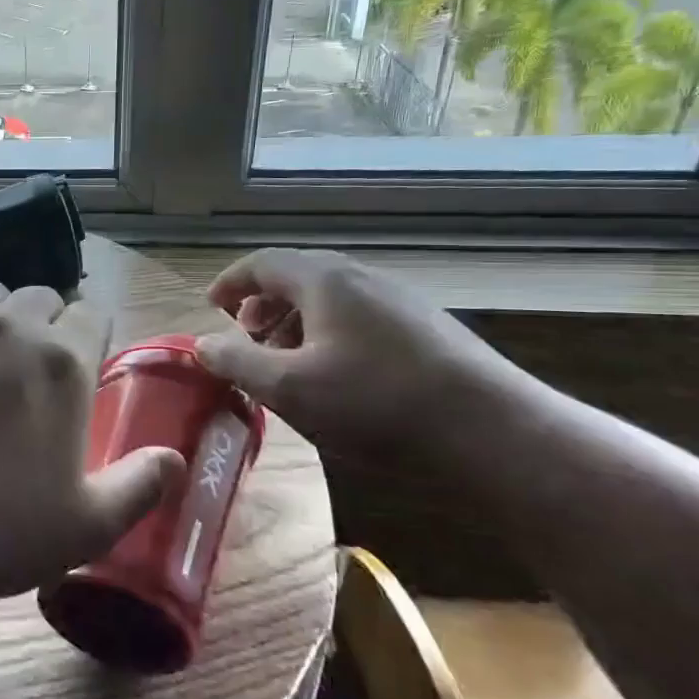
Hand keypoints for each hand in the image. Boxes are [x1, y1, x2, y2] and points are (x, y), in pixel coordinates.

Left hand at [0, 282, 183, 623]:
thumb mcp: (86, 526)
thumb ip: (141, 485)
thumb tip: (173, 457)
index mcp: (61, 360)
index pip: (91, 316)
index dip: (90, 342)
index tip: (80, 376)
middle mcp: (8, 326)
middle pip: (42, 298)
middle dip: (47, 327)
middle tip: (34, 377)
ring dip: (0, 318)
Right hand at [193, 249, 533, 471]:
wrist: (496, 435)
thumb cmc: (377, 404)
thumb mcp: (289, 388)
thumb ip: (236, 362)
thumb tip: (202, 344)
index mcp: (324, 280)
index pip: (262, 263)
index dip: (230, 282)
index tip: (211, 307)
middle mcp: (362, 278)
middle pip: (298, 277)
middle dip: (262, 305)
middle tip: (245, 338)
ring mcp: (400, 302)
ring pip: (331, 299)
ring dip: (295, 323)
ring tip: (285, 363)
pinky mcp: (427, 330)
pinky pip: (359, 318)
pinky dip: (329, 335)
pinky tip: (336, 377)